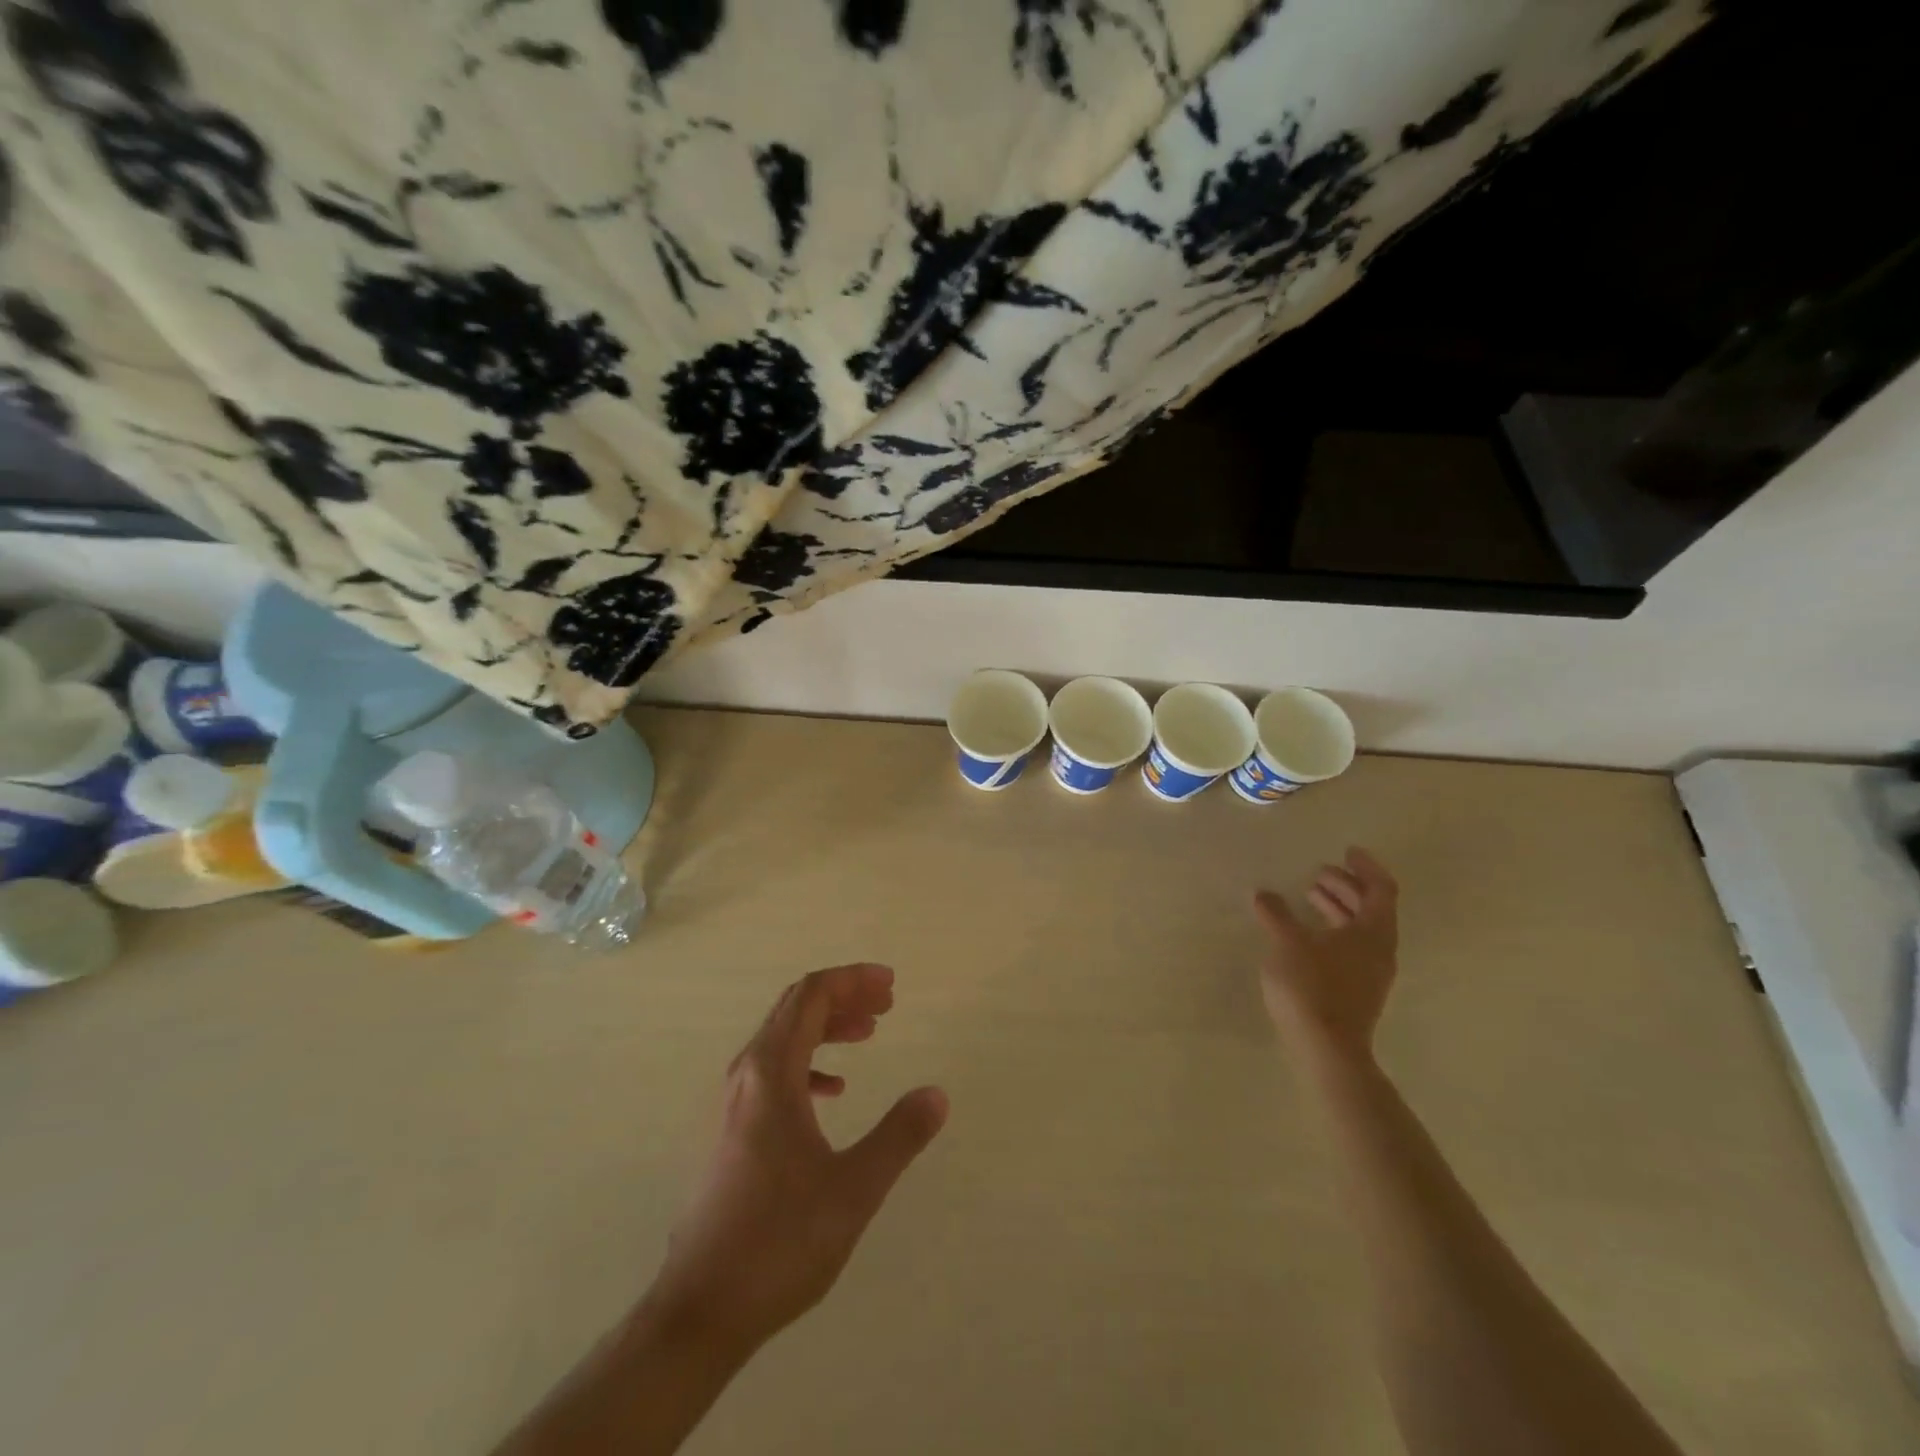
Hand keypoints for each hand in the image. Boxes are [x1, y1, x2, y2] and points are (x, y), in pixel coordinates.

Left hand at [646, 964, 948, 1357]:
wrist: (701, 1310)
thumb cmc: (779, 1242)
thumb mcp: (853, 1189)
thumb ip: (898, 1136)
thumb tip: (937, 1094)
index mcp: (771, 1074)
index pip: (811, 997)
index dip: (852, 980)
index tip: (891, 985)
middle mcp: (747, 1075)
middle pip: (795, 1008)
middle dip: (843, 996)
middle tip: (887, 1003)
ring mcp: (735, 1103)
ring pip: (783, 1038)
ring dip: (827, 1027)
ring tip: (868, 1033)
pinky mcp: (734, 1131)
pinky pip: (774, 1071)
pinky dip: (809, 1062)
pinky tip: (833, 1090)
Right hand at [1254, 848, 1399, 1069]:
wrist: (1326, 1049)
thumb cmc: (1311, 987)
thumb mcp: (1287, 943)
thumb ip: (1276, 914)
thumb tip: (1264, 894)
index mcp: (1373, 932)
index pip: (1381, 889)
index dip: (1365, 867)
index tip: (1346, 851)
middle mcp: (1379, 950)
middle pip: (1371, 908)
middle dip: (1346, 886)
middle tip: (1319, 873)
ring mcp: (1370, 973)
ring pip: (1360, 929)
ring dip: (1337, 908)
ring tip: (1308, 897)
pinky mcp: (1356, 990)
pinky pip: (1350, 947)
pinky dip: (1332, 930)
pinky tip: (1305, 933)